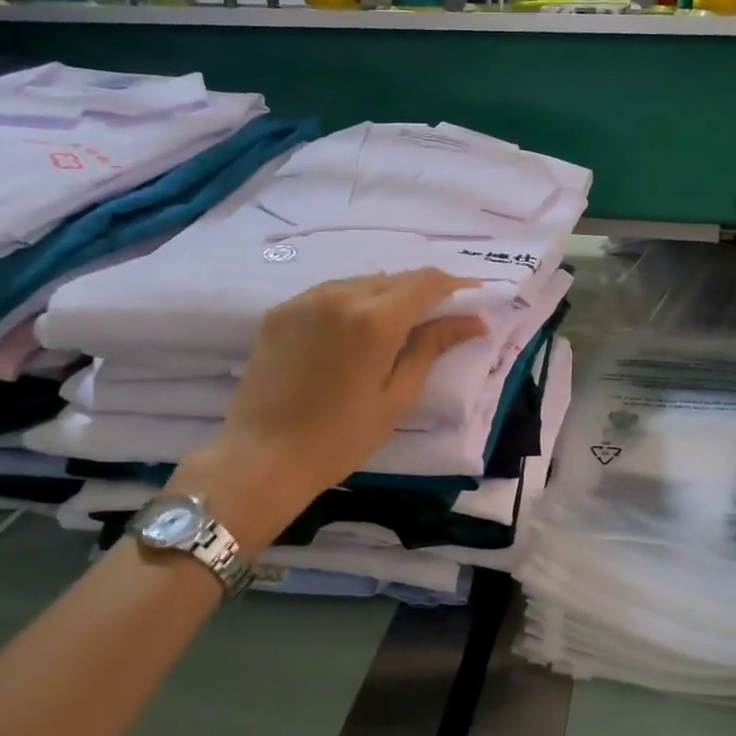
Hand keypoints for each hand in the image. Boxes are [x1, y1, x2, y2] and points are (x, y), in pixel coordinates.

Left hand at [171, 270, 487, 547]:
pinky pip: (331, 292)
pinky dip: (354, 301)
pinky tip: (357, 329)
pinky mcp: (282, 310)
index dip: (455, 285)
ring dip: (388, 294)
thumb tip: (474, 321)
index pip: (426, 282)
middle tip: (441, 315)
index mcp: (375, 319)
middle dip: (424, 291)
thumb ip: (432, 348)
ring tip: (400, 324)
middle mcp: (341, 295)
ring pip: (363, 282)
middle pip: (396, 278)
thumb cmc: (341, 437)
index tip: (473, 295)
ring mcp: (306, 299)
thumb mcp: (397, 396)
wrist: (261, 457)